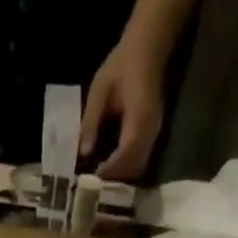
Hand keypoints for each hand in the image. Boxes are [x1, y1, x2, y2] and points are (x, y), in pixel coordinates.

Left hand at [80, 34, 165, 179]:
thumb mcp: (100, 90)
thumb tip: (83, 153)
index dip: (108, 171)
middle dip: (113, 182)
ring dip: (120, 180)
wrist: (148, 48)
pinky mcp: (152, 137)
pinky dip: (125, 171)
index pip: (125, 154)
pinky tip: (109, 171)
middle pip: (133, 169)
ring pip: (138, 169)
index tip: (90, 182)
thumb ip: (91, 121)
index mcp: (139, 118)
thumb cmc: (122, 64)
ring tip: (99, 184)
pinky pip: (140, 162)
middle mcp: (150, 132)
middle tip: (92, 189)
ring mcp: (154, 135)